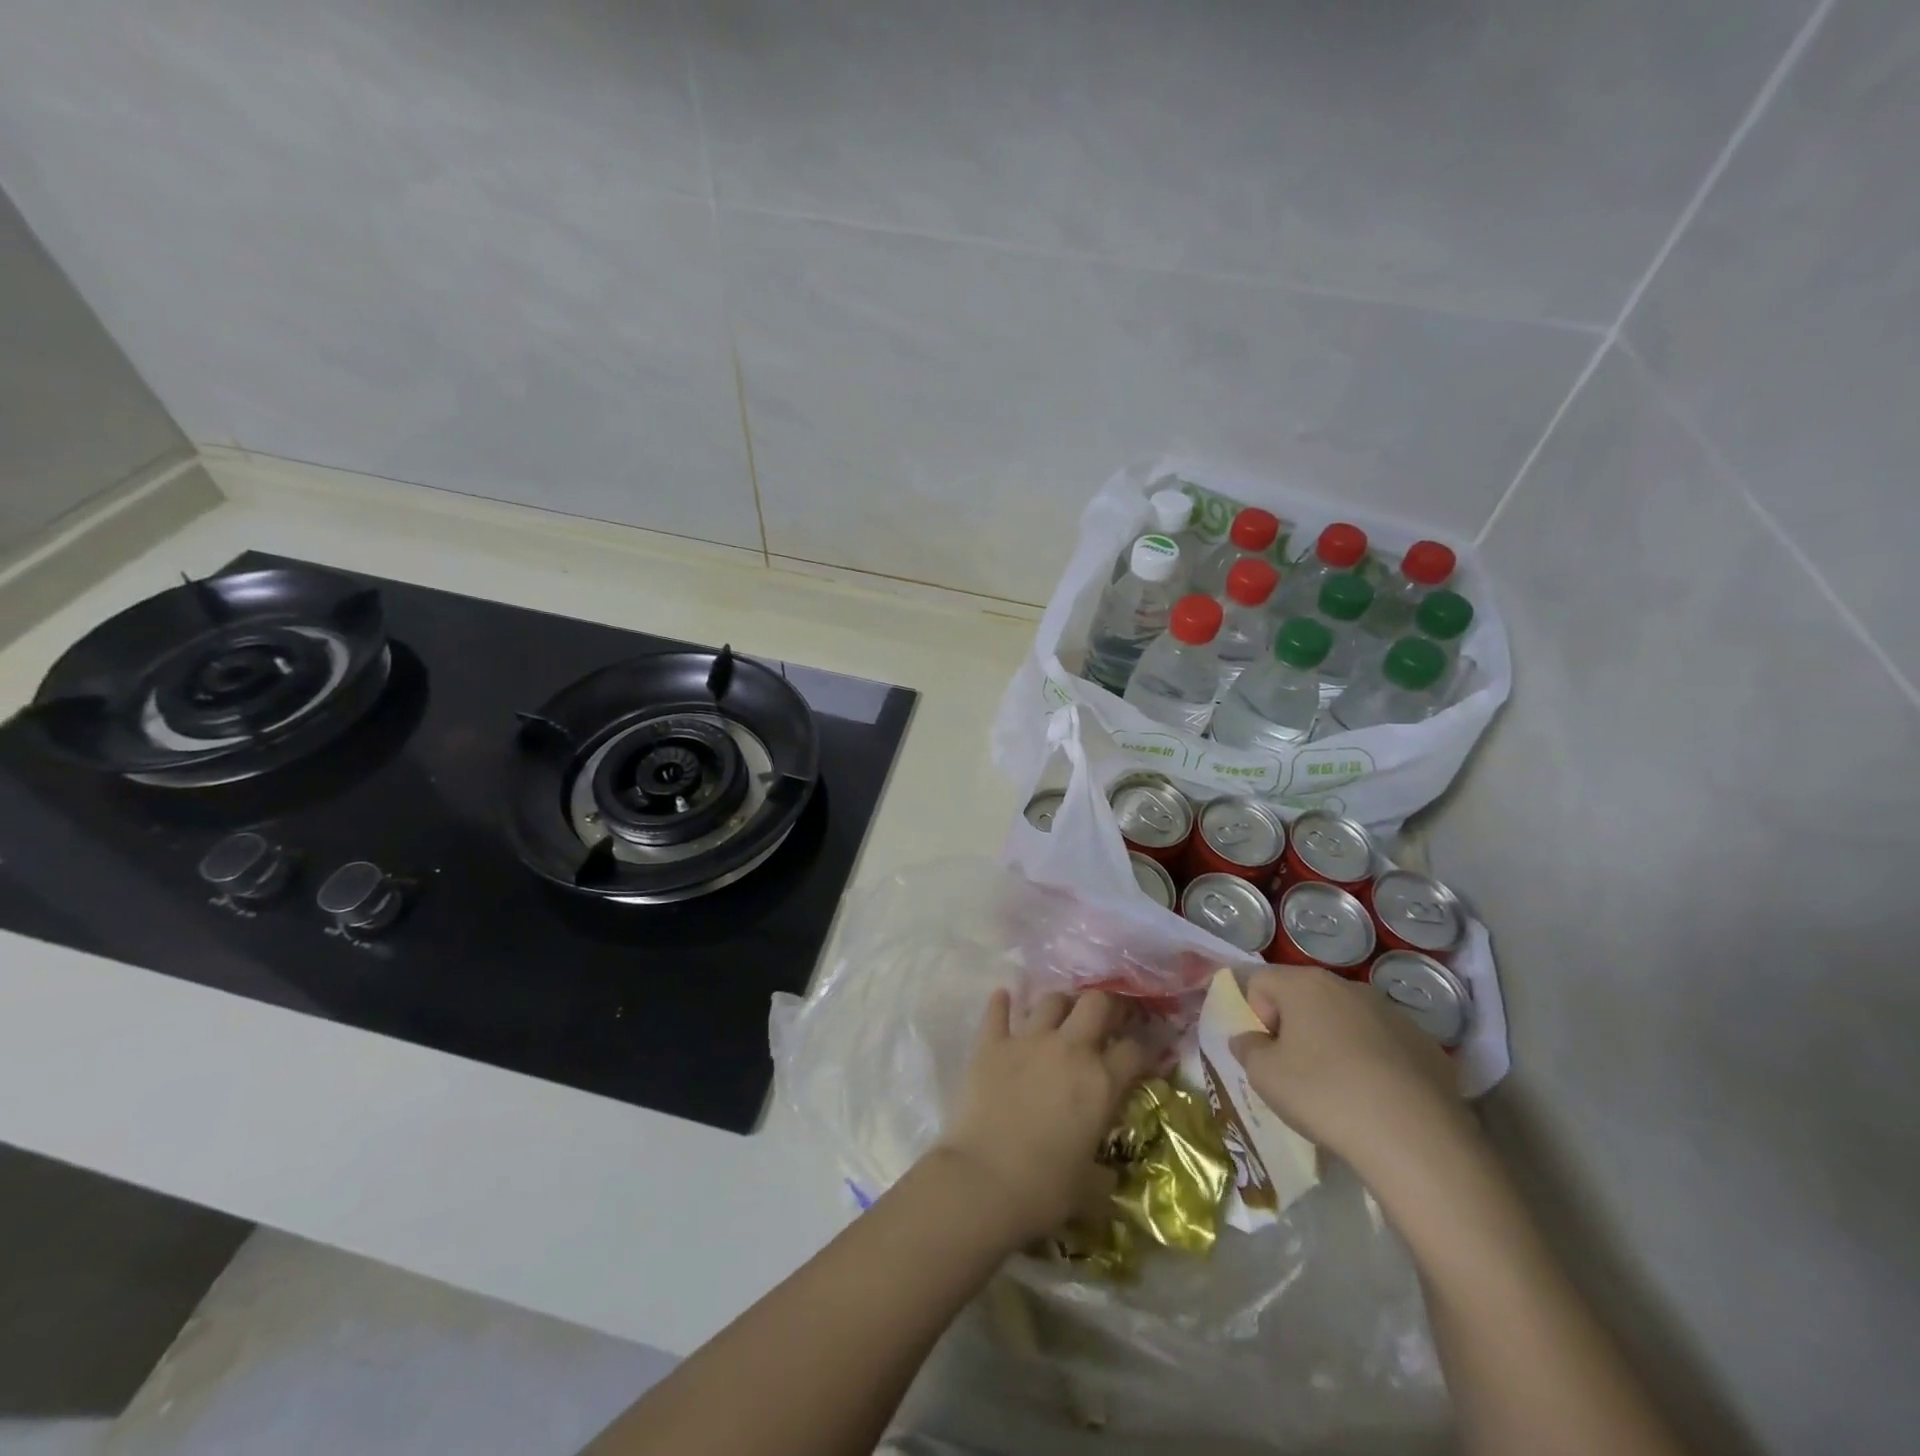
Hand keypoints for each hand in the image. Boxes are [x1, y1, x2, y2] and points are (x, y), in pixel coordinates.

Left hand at [934, 989, 1148, 1245]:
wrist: (984, 1181)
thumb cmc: (1045, 1190)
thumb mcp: (1089, 1188)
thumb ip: (1103, 1173)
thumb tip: (1109, 1175)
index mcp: (1101, 1083)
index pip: (1134, 1051)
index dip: (1141, 1051)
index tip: (1138, 1058)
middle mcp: (1069, 1049)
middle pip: (1096, 1003)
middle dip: (1105, 1006)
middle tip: (1104, 1019)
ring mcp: (1028, 1041)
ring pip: (1051, 1001)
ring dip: (1059, 1004)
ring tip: (1059, 1015)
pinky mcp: (991, 1043)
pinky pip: (998, 1011)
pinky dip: (1001, 1003)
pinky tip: (1003, 998)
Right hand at [1230, 965, 1470, 1178]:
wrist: (1417, 1140)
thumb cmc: (1324, 1096)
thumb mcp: (1264, 1077)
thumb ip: (1247, 1048)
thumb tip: (1250, 1039)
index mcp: (1304, 984)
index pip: (1260, 982)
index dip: (1255, 1016)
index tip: (1269, 1053)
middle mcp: (1348, 986)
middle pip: (1304, 997)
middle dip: (1295, 1028)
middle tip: (1298, 1073)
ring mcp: (1392, 1013)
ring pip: (1346, 1020)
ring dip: (1335, 1044)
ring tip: (1341, 1091)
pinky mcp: (1427, 1045)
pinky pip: (1384, 1045)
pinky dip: (1374, 1063)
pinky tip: (1379, 1101)